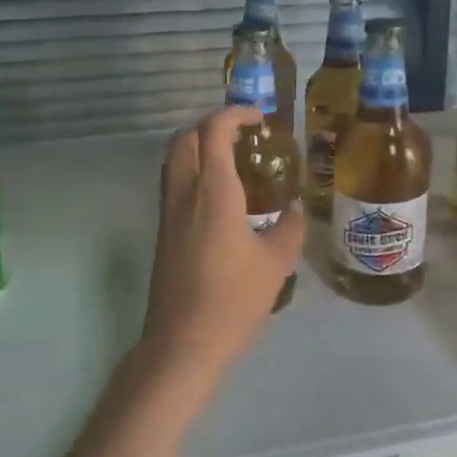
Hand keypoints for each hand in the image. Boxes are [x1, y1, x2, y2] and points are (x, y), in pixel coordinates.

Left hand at [141, 106, 305, 379]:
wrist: (183, 342)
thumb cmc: (233, 300)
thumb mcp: (276, 263)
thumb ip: (289, 229)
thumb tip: (293, 210)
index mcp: (213, 191)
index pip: (214, 131)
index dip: (234, 114)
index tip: (258, 118)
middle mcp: (184, 192)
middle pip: (186, 137)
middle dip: (212, 125)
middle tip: (243, 134)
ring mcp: (168, 212)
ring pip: (174, 158)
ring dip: (198, 146)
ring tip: (231, 158)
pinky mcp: (163, 231)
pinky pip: (173, 182)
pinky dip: (192, 169)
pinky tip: (218, 194)